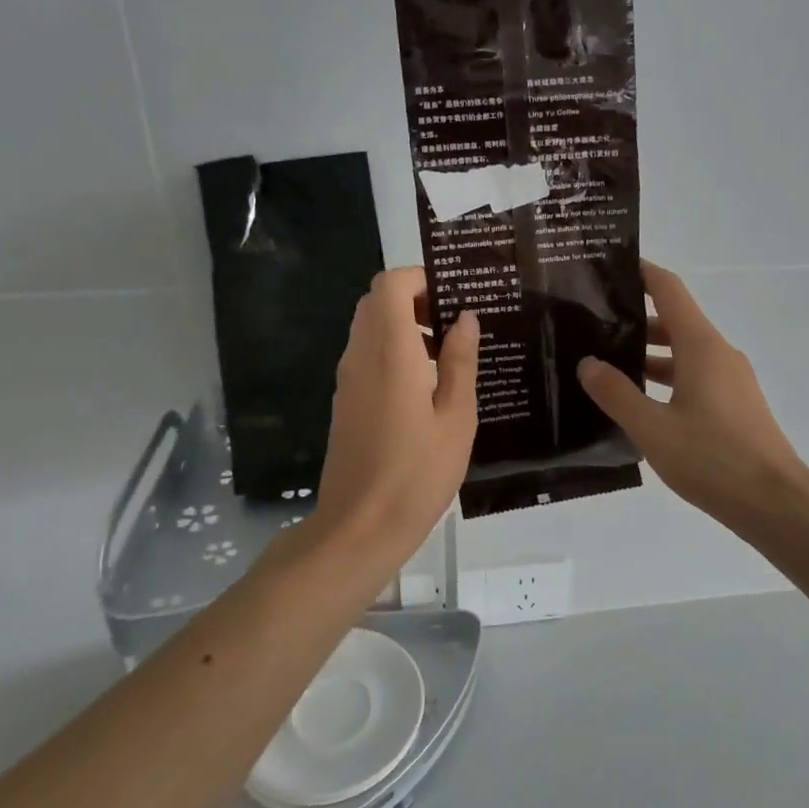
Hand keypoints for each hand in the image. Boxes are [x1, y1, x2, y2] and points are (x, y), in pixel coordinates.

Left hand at [309, 267, 478, 567]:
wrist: (360, 528)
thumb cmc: (417, 473)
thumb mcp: (455, 417)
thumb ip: (459, 361)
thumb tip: (464, 318)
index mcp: (389, 352)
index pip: (390, 285)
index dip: (420, 279)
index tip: (454, 297)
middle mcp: (360, 356)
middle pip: (376, 302)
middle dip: (414, 299)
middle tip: (453, 325)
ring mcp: (346, 380)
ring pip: (369, 328)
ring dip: (403, 326)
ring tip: (446, 356)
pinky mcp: (344, 402)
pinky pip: (365, 356)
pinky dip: (392, 351)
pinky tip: (424, 386)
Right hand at [578, 261, 804, 532]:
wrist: (775, 503)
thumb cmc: (712, 459)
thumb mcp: (652, 428)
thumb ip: (616, 394)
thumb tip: (588, 363)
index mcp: (701, 346)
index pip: (669, 290)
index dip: (641, 273)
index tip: (609, 269)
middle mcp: (718, 353)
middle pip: (674, 321)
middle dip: (634, 319)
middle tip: (591, 326)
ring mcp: (731, 380)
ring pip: (683, 353)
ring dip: (648, 354)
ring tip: (606, 365)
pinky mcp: (735, 405)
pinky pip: (694, 377)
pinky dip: (666, 379)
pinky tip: (639, 403)